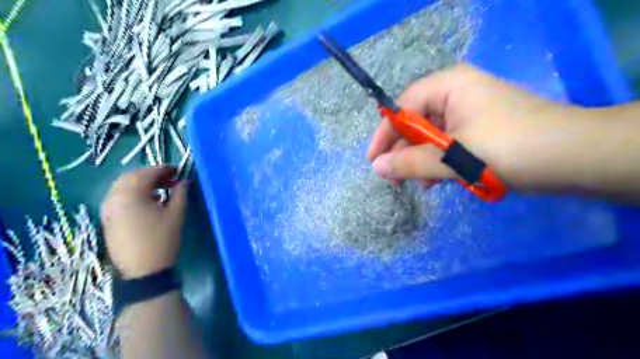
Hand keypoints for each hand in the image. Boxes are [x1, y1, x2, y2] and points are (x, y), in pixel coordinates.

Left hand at [100, 167, 188, 278]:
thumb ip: (181, 193)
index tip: (178, 171)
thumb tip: (184, 181)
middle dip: (151, 175)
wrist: (143, 271)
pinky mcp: (108, 219)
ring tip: (160, 190)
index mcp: (131, 195)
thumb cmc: (162, 240)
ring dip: (141, 184)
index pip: (146, 173)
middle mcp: (114, 198)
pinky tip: (148, 202)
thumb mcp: (176, 214)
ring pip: (122, 187)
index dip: (164, 169)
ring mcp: (108, 209)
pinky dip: (132, 194)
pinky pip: (118, 198)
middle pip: (131, 177)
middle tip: (170, 180)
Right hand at [366, 63, 588, 192]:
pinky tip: (437, 181)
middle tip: (393, 178)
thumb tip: (377, 167)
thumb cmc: (508, 148)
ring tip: (417, 183)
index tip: (373, 159)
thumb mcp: (453, 158)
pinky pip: (450, 145)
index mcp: (449, 86)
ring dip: (422, 161)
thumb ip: (411, 162)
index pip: (402, 107)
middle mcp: (457, 94)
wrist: (576, 158)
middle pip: (417, 122)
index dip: (385, 134)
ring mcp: (471, 113)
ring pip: (433, 137)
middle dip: (404, 152)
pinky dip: (441, 163)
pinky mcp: (481, 131)